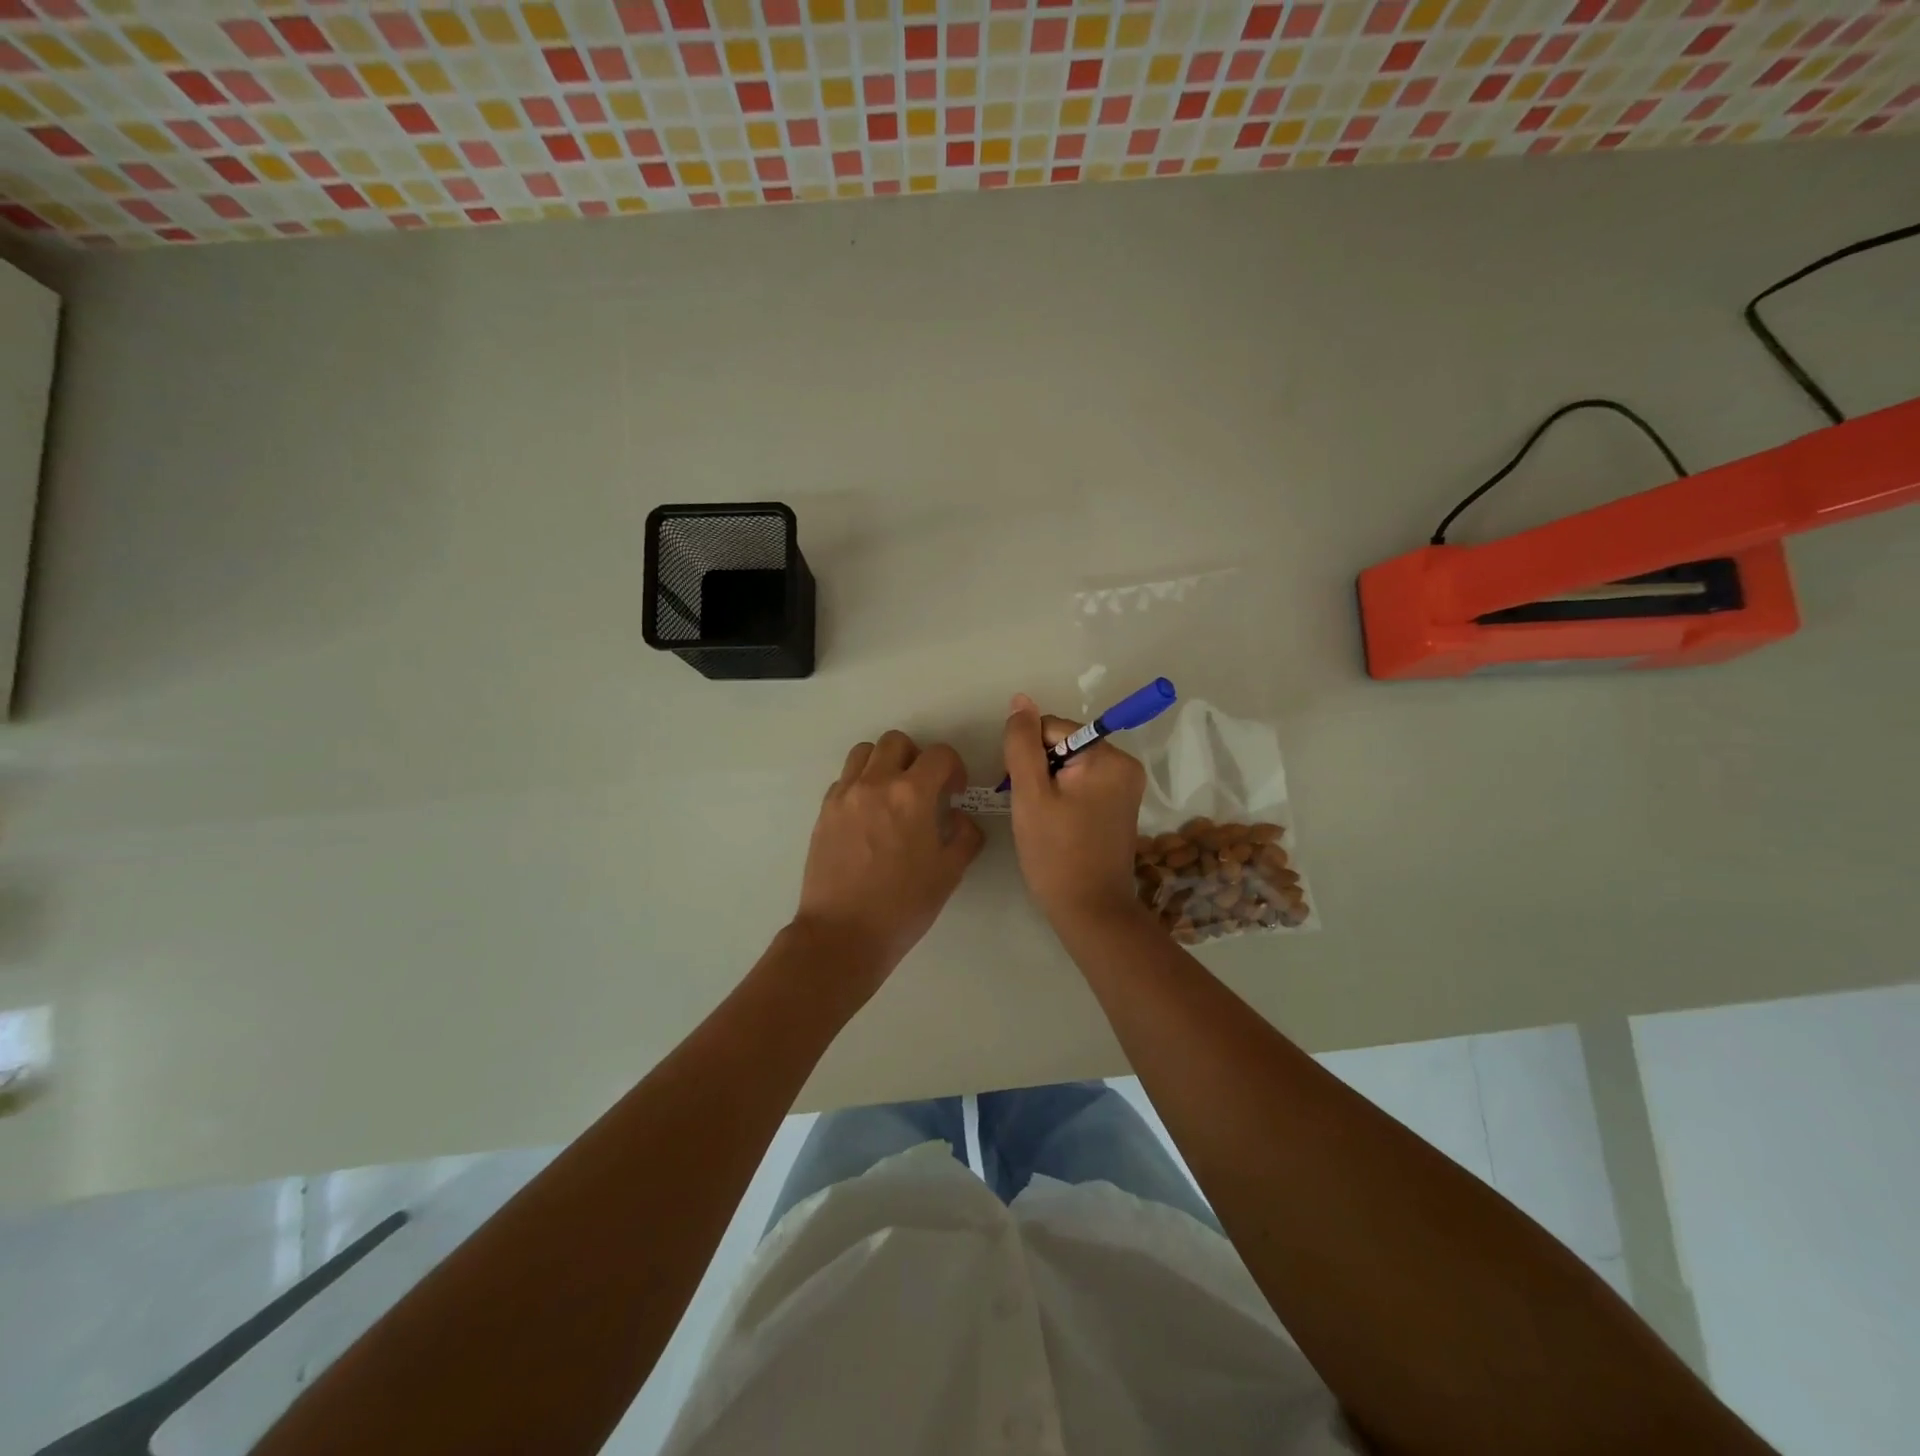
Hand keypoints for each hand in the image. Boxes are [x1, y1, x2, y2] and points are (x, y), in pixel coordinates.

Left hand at [794, 730, 984, 995]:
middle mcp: (876, 783)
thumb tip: (961, 817)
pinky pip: (844, 779)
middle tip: (923, 789)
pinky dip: (860, 784)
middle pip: (897, 742)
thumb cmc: (903, 906)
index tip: (954, 792)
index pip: (939, 754)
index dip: (953, 768)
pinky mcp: (824, 811)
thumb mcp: (949, 874)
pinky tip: (868, 815)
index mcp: (912, 795)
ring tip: (891, 794)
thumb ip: (965, 836)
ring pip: (864, 752)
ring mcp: (844, 795)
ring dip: (884, 763)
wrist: (843, 934)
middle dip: (916, 758)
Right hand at [1002, 693, 1147, 929]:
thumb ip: (1022, 744)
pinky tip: (1055, 824)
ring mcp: (1125, 787)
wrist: (1090, 911)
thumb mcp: (1030, 794)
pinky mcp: (1120, 806)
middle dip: (1040, 770)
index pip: (1052, 728)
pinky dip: (1063, 796)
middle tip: (1031, 809)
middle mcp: (1125, 765)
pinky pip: (1083, 784)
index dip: (1028, 755)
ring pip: (1070, 765)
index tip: (1023, 792)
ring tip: (1041, 819)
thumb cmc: (1056, 853)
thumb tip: (1021, 700)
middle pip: (1064, 744)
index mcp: (1109, 757)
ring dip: (1048, 784)